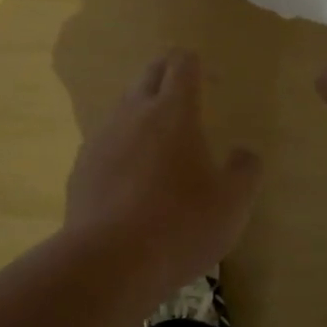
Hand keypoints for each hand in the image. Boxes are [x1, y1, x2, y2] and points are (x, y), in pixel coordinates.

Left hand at [64, 49, 262, 291]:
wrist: (109, 262)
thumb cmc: (180, 225)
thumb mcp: (232, 204)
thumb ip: (244, 171)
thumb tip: (244, 154)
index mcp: (173, 111)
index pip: (181, 64)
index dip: (195, 64)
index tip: (208, 79)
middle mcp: (134, 113)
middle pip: (148, 74)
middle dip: (167, 74)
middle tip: (184, 93)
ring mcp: (102, 138)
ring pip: (123, 106)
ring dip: (142, 110)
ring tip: (159, 138)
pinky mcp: (82, 167)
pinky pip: (106, 142)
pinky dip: (122, 146)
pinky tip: (131, 176)